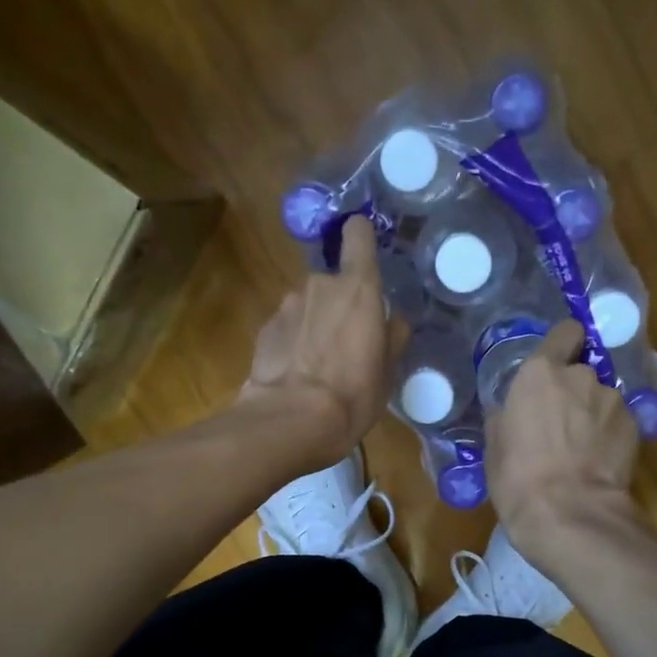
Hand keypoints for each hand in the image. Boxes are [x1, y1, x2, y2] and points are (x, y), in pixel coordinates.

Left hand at [239, 215, 405, 470]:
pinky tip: (296, 375)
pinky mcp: (264, 329)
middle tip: (348, 343)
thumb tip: (393, 320)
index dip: (360, 236)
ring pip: (308, 306)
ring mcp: (286, 305)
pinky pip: (287, 328)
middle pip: (333, 282)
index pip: (358, 234)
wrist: (289, 421)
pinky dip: (293, 343)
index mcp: (358, 288)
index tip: (364, 251)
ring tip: (319, 366)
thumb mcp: (387, 372)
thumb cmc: (352, 395)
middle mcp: (319, 285)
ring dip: (314, 325)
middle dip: (339, 305)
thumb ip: (391, 337)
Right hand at [488, 320, 641, 565]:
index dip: (563, 344)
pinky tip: (598, 461)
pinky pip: (618, 422)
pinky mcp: (635, 426)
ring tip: (581, 448)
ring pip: (601, 398)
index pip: (565, 332)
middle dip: (573, 391)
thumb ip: (506, 416)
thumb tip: (510, 411)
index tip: (557, 362)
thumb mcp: (495, 446)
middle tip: (560, 423)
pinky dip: (609, 435)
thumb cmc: (518, 478)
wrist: (570, 513)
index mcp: (540, 373)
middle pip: (581, 371)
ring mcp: (612, 400)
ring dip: (592, 414)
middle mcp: (581, 376)